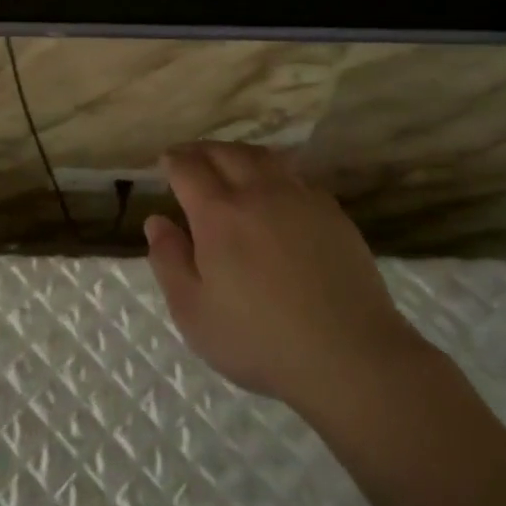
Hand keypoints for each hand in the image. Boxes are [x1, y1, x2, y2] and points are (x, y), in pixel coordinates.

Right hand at [144, 142, 426, 412]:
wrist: (349, 355)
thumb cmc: (259, 339)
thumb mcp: (193, 311)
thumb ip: (168, 261)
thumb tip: (157, 221)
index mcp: (218, 214)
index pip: (188, 168)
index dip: (172, 160)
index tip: (164, 163)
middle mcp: (258, 193)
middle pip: (226, 152)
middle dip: (201, 150)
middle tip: (190, 157)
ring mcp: (300, 199)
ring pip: (264, 157)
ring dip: (238, 153)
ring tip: (228, 163)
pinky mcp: (332, 213)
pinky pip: (295, 176)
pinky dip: (273, 172)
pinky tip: (273, 191)